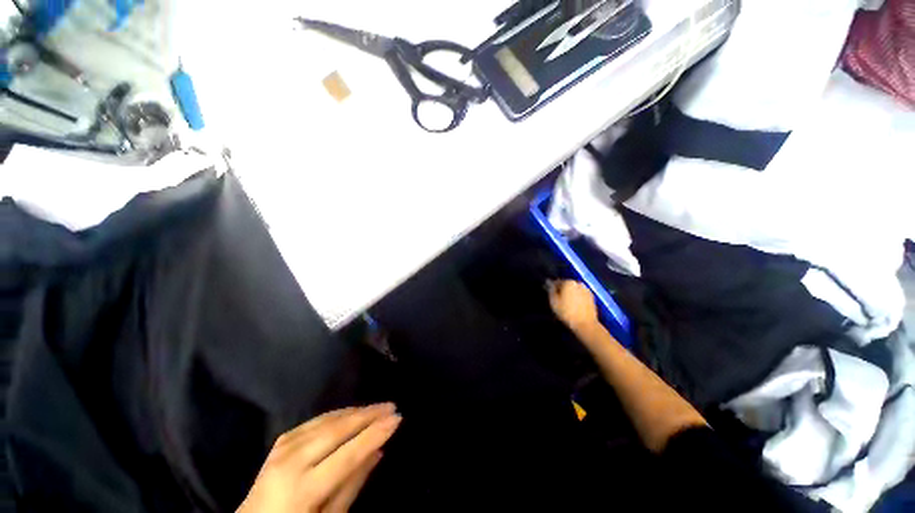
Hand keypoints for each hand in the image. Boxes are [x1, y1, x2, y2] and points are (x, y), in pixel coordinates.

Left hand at [238, 404, 401, 512]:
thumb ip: (353, 485)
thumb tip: (378, 451)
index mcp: (303, 489)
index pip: (348, 454)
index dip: (375, 434)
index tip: (397, 418)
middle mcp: (291, 462)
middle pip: (337, 430)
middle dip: (368, 415)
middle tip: (392, 405)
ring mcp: (283, 447)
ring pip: (327, 420)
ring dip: (356, 411)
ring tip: (377, 407)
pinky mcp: (282, 440)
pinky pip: (315, 420)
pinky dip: (338, 414)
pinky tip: (351, 412)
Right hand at [548, 280, 599, 333]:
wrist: (585, 325)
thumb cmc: (566, 312)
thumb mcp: (553, 301)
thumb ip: (550, 290)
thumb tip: (549, 282)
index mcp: (568, 282)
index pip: (556, 282)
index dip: (551, 289)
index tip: (549, 295)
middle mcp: (578, 283)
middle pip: (566, 285)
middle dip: (562, 291)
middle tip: (557, 300)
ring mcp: (587, 290)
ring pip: (574, 290)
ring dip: (570, 294)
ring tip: (566, 304)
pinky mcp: (592, 298)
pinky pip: (581, 296)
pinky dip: (577, 299)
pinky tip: (574, 307)